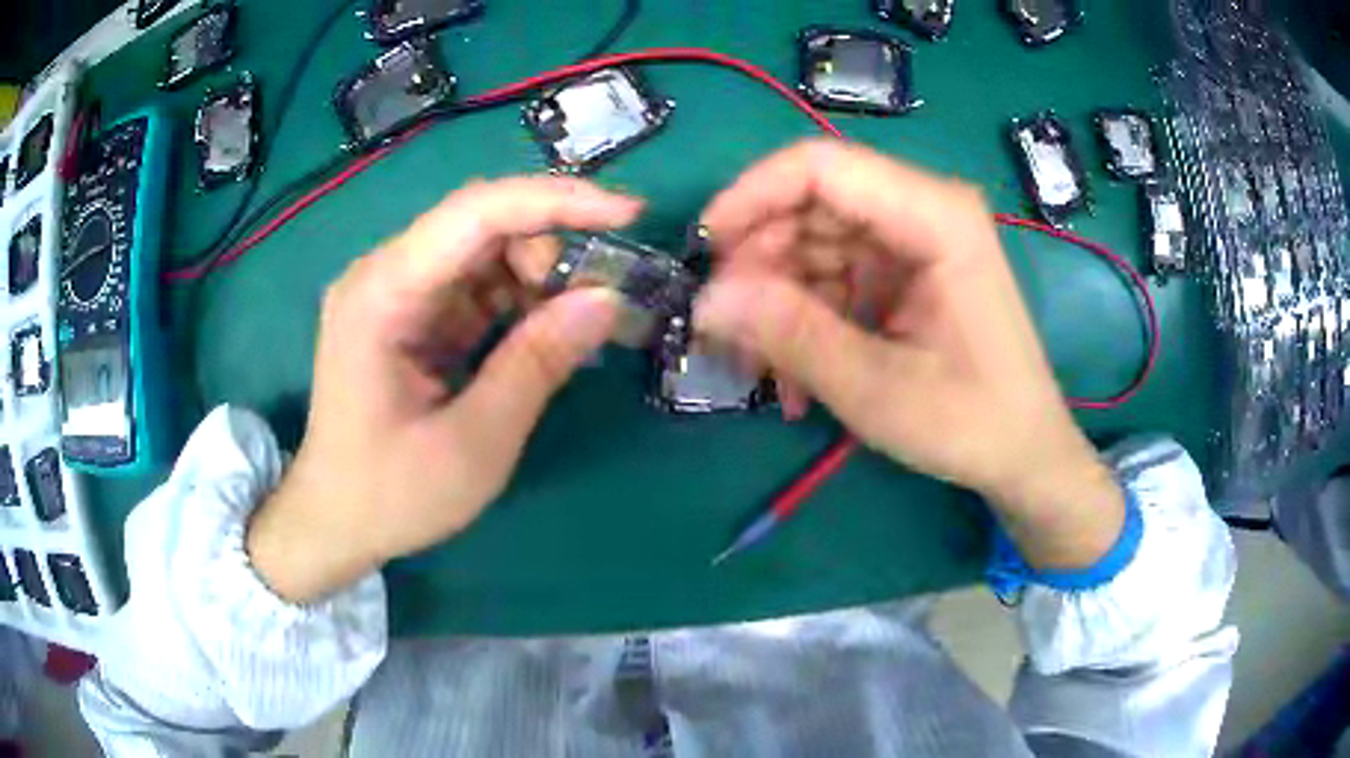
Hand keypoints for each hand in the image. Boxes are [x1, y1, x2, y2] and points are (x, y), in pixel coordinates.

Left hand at [247, 177, 642, 602]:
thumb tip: (607, 299)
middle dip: (548, 250)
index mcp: (382, 295)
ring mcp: (394, 291)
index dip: (558, 202)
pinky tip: (538, 335)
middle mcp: (384, 274)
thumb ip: (538, 363)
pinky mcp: (408, 313)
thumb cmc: (391, 495)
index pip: (476, 213)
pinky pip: (473, 283)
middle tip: (592, 305)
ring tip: (566, 331)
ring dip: (536, 277)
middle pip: (481, 223)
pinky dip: (516, 301)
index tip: (629, 213)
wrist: (334, 522)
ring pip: (483, 250)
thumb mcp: (475, 443)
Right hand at [694, 140, 1123, 569]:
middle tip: (726, 325)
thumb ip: (793, 336)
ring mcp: (913, 240)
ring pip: (814, 239)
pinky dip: (803, 314)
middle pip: (813, 201)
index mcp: (936, 217)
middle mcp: (924, 210)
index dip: (752, 195)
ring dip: (777, 296)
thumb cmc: (972, 423)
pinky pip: (833, 272)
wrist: (1024, 453)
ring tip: (759, 364)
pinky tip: (794, 371)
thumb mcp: (878, 389)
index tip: (705, 250)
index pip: (823, 166)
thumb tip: (705, 300)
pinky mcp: (904, 271)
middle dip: (760, 259)